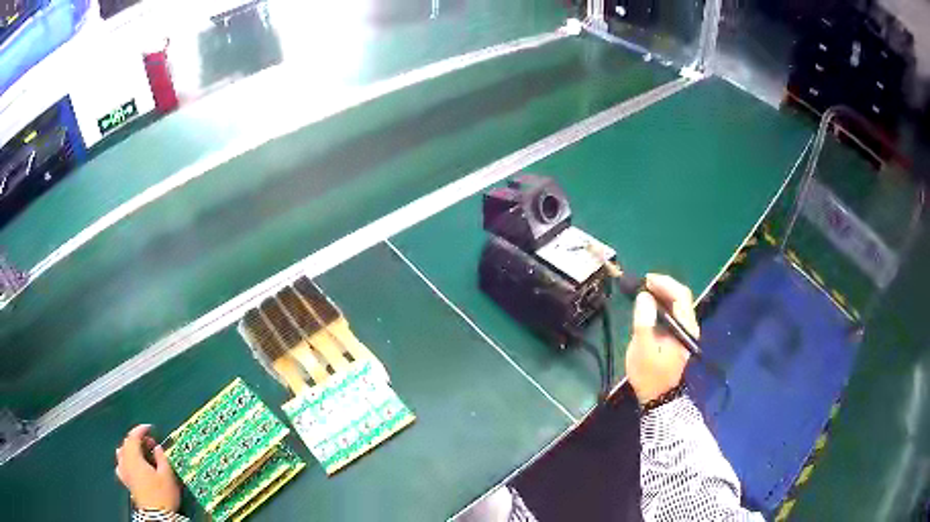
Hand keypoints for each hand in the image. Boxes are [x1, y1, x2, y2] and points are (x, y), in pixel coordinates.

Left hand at [115, 424, 180, 511]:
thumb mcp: (167, 476)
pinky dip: (124, 460)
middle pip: (127, 443)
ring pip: (122, 452)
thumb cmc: (162, 495)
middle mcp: (125, 461)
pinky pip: (120, 464)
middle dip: (137, 439)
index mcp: (134, 457)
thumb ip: (161, 458)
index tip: (149, 428)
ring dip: (130, 448)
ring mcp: (124, 471)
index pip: (133, 436)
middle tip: (150, 442)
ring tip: (140, 451)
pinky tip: (129, 464)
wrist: (157, 515)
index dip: (141, 429)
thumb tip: (157, 447)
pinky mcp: (125, 481)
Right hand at [625, 274, 699, 404]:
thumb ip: (644, 322)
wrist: (656, 397)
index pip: (681, 296)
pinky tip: (649, 305)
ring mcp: (684, 331)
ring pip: (677, 304)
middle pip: (681, 297)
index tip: (646, 280)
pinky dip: (662, 304)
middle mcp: (689, 326)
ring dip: (662, 294)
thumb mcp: (643, 350)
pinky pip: (673, 312)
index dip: (665, 284)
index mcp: (684, 329)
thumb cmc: (649, 375)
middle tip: (642, 284)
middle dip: (663, 286)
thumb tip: (644, 296)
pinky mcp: (678, 335)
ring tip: (643, 291)